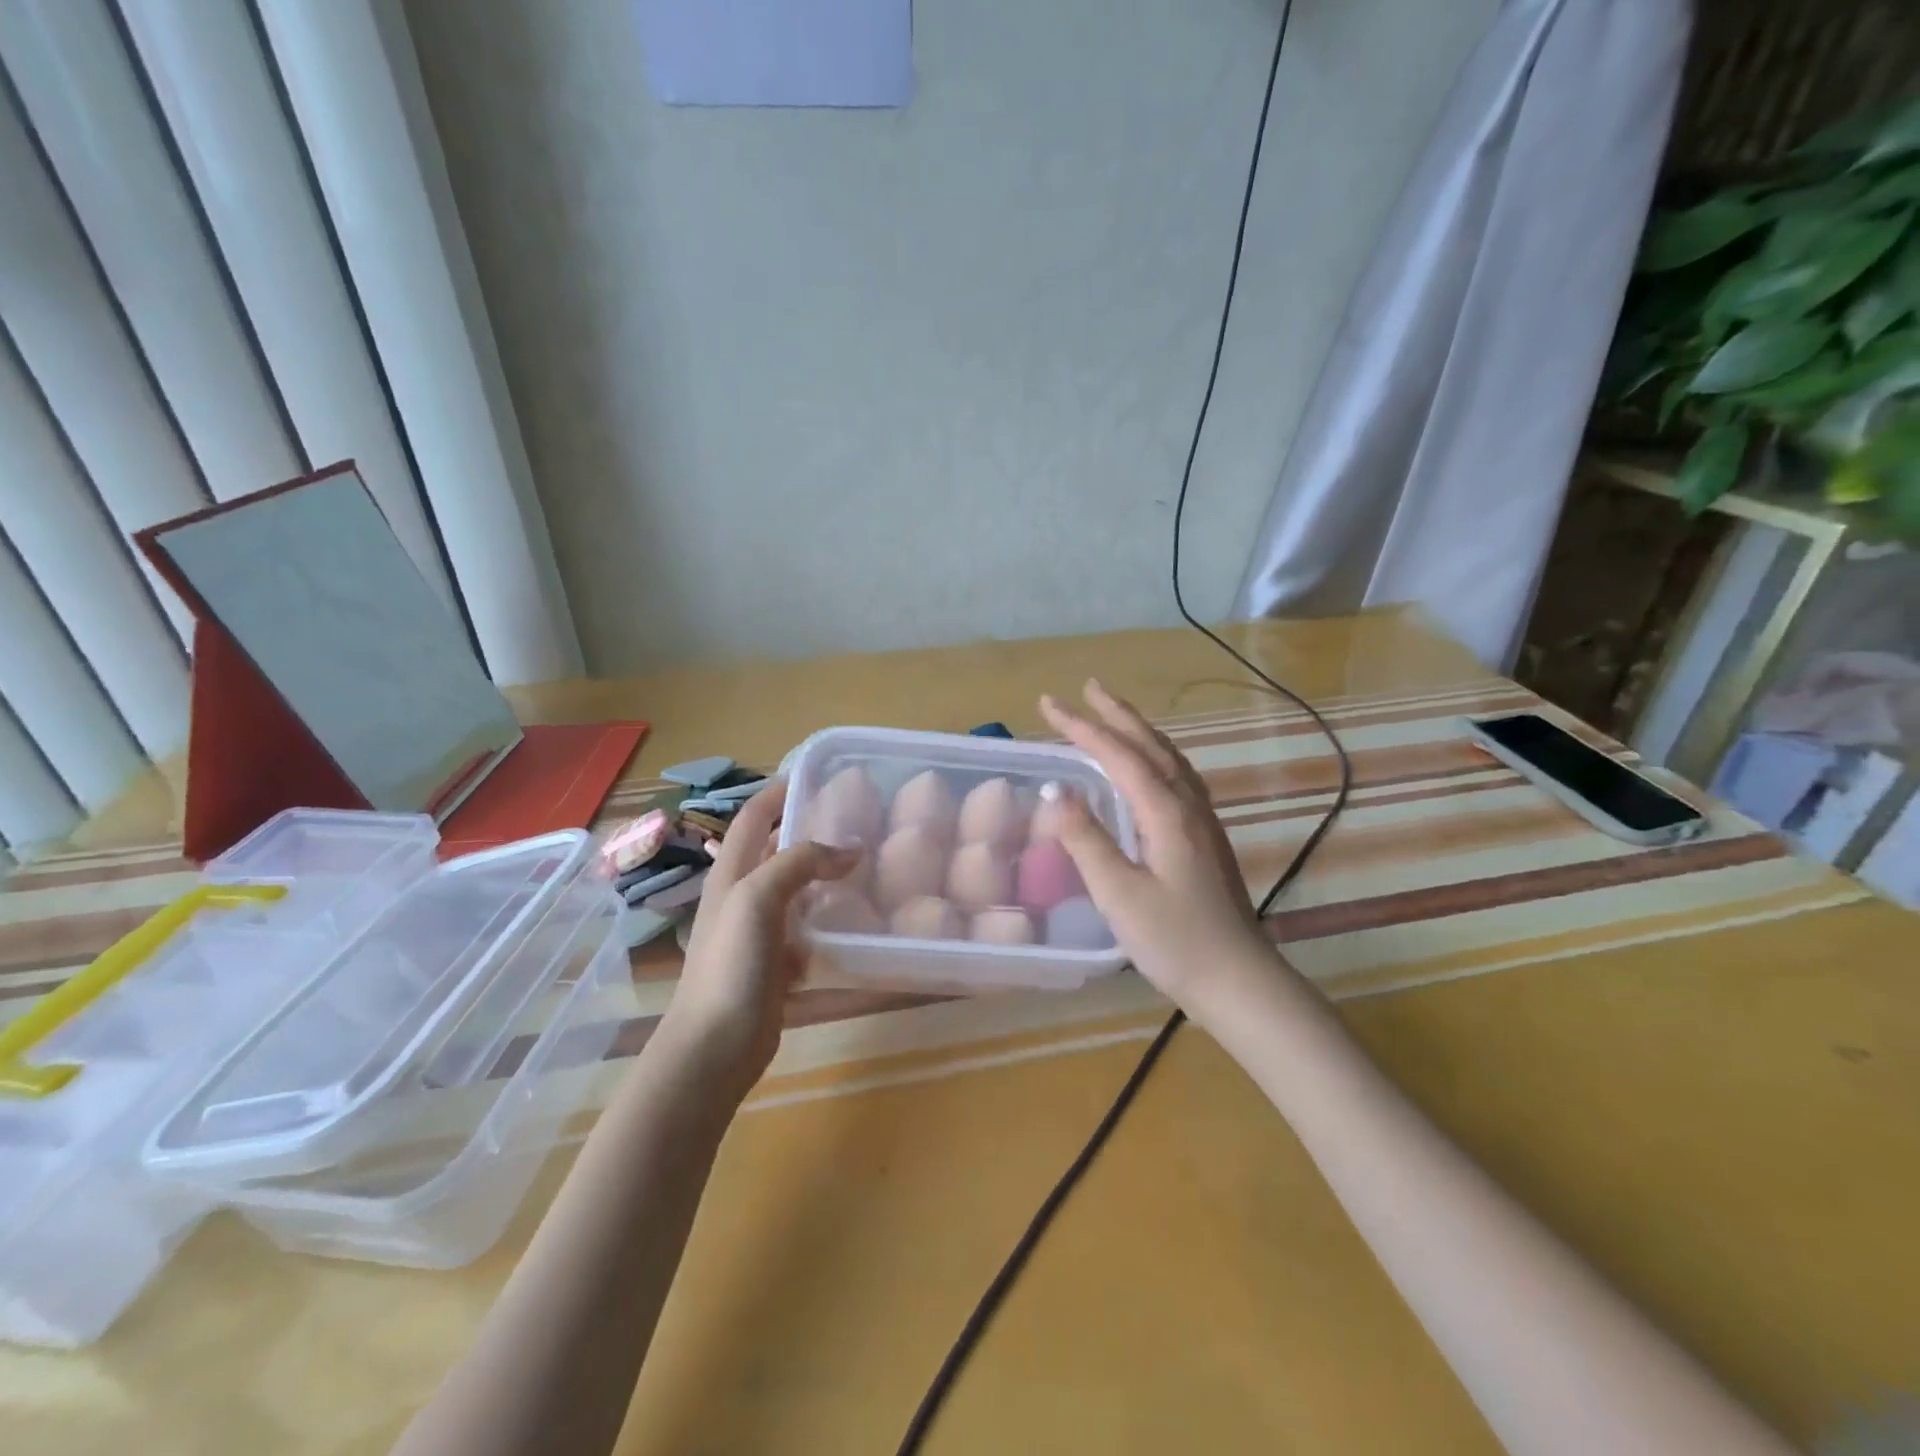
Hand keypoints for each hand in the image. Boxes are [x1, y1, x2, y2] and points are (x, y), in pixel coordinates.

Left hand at [660, 780, 858, 1095]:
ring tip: (869, 863)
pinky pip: (809, 929)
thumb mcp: (758, 899)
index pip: (753, 815)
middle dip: (811, 829)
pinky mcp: (778, 964)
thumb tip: (850, 851)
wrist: (715, 1047)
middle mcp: (744, 895)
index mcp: (731, 872)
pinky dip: (831, 919)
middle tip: (858, 820)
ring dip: (826, 875)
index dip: (779, 790)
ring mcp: (760, 932)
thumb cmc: (730, 965)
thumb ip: (800, 864)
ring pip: (797, 890)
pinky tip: (860, 918)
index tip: (819, 774)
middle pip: (777, 849)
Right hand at [1039, 681, 1283, 1022]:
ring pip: (1168, 758)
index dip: (1082, 727)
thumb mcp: (1120, 893)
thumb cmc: (1175, 940)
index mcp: (1166, 813)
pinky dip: (1154, 756)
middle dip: (1115, 714)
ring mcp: (1202, 821)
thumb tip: (1055, 791)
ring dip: (1138, 731)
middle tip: (1086, 688)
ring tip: (1113, 715)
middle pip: (1150, 745)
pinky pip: (1176, 777)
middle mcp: (1188, 806)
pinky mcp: (1204, 839)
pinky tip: (1148, 768)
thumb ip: (1087, 839)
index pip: (1119, 754)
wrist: (1238, 980)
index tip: (1049, 704)